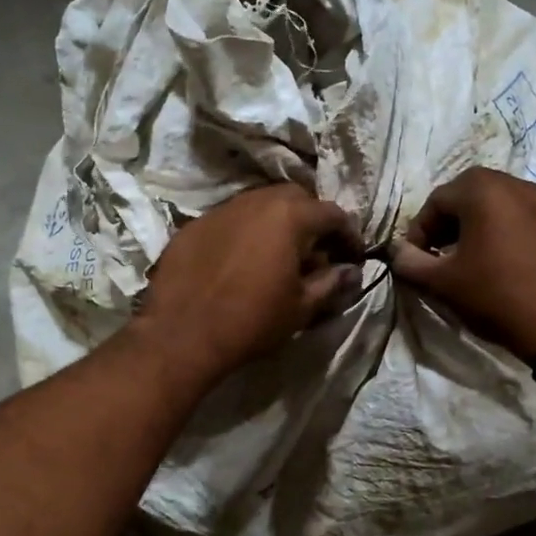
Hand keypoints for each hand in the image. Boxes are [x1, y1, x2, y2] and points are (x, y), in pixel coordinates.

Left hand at [135, 184, 361, 384]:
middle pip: (295, 199)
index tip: (353, 257)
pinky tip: (241, 262)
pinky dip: (245, 234)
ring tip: (279, 256)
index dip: (349, 235)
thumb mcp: (301, 307)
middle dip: (312, 221)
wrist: (182, 336)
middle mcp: (255, 201)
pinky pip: (230, 221)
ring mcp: (220, 210)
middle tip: (316, 252)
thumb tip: (351, 272)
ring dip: (277, 224)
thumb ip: (330, 283)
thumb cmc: (252, 321)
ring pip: (259, 205)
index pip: (332, 213)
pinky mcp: (193, 226)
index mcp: (289, 216)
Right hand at [389, 168, 535, 361]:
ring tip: (460, 261)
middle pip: (463, 196)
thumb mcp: (442, 281)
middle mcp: (511, 183)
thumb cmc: (493, 295)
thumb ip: (409, 262)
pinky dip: (493, 230)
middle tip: (435, 256)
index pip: (435, 201)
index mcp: (482, 189)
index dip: (418, 231)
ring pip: (489, 204)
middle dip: (443, 224)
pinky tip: (489, 263)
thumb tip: (396, 252)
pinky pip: (512, 215)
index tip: (415, 260)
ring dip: (468, 227)